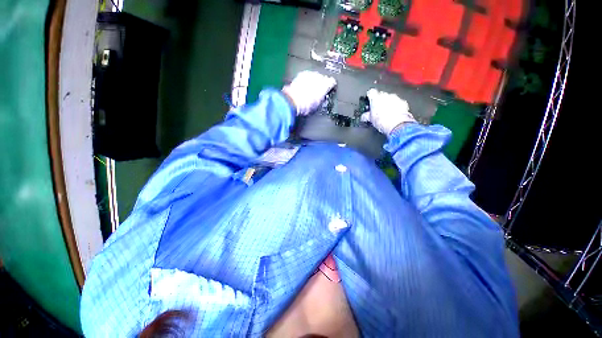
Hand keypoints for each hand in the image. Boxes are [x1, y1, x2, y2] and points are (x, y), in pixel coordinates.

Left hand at [282, 71, 336, 115]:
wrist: (292, 101)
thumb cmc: (305, 105)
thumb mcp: (318, 105)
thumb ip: (322, 99)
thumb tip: (322, 98)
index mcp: (326, 84)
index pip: (332, 82)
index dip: (331, 87)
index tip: (330, 90)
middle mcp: (319, 76)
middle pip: (323, 78)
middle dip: (321, 84)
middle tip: (318, 93)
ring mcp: (309, 74)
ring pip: (314, 76)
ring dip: (313, 82)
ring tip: (310, 91)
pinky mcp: (301, 74)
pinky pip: (306, 76)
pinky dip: (306, 81)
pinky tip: (303, 88)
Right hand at [361, 88, 415, 135]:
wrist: (397, 125)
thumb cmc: (382, 121)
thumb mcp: (370, 120)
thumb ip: (366, 116)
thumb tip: (364, 117)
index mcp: (375, 98)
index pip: (370, 92)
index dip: (369, 96)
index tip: (369, 101)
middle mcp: (385, 95)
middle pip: (381, 95)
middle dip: (379, 101)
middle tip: (377, 110)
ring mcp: (395, 98)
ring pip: (390, 98)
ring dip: (388, 103)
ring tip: (386, 113)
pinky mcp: (403, 102)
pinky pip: (398, 102)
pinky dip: (396, 107)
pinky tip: (394, 114)